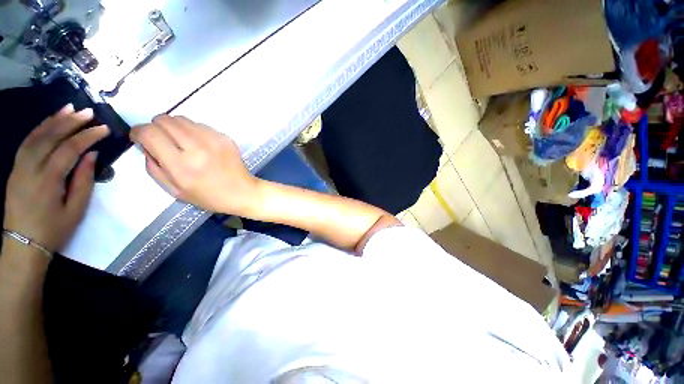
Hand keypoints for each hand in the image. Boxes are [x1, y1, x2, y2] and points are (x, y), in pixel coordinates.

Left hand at [3, 104, 108, 251]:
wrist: (23, 244)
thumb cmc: (54, 229)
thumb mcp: (76, 209)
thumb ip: (83, 181)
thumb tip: (92, 156)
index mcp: (48, 180)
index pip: (69, 150)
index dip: (87, 137)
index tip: (104, 129)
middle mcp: (30, 168)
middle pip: (50, 138)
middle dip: (70, 122)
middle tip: (88, 112)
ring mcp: (19, 167)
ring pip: (36, 136)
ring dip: (53, 120)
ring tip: (69, 108)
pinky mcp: (15, 169)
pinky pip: (27, 143)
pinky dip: (39, 129)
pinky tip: (50, 122)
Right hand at [130, 115, 258, 214]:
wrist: (242, 191)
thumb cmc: (208, 196)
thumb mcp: (174, 190)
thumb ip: (154, 166)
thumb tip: (145, 144)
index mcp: (182, 165)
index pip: (150, 133)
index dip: (138, 132)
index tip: (139, 137)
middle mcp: (197, 148)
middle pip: (164, 120)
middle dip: (155, 127)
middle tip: (160, 140)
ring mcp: (214, 140)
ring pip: (182, 119)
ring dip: (174, 127)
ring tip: (180, 142)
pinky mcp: (225, 137)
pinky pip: (200, 125)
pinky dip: (193, 131)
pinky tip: (199, 144)